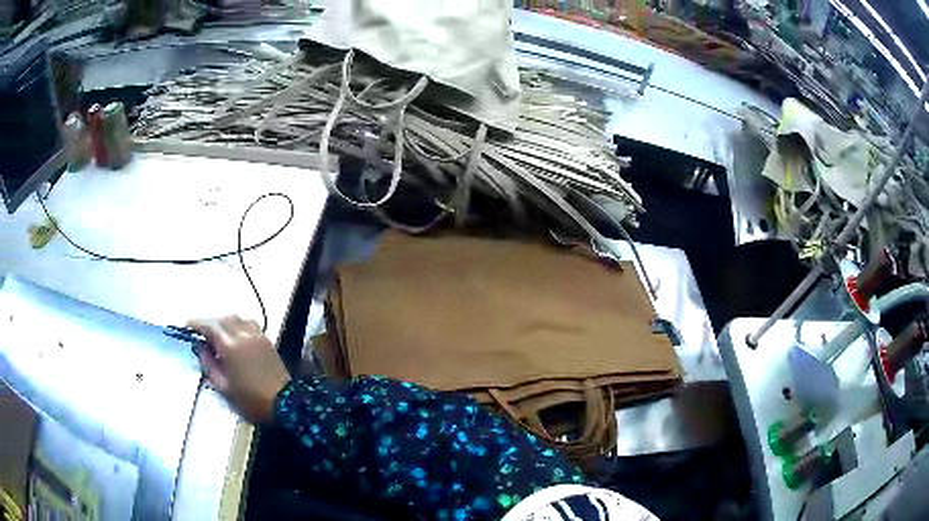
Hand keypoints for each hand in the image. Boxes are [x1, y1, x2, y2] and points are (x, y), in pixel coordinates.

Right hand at [188, 316, 291, 423]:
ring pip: (236, 318)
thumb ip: (208, 364)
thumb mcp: (223, 386)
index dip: (196, 324)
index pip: (209, 325)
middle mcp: (243, 334)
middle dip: (209, 323)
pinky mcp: (266, 340)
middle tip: (201, 335)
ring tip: (217, 337)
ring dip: (224, 323)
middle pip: (222, 319)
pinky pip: (249, 324)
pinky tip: (235, 338)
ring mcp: (257, 335)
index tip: (187, 327)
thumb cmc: (250, 400)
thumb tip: (199, 347)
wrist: (285, 403)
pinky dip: (238, 325)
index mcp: (230, 346)